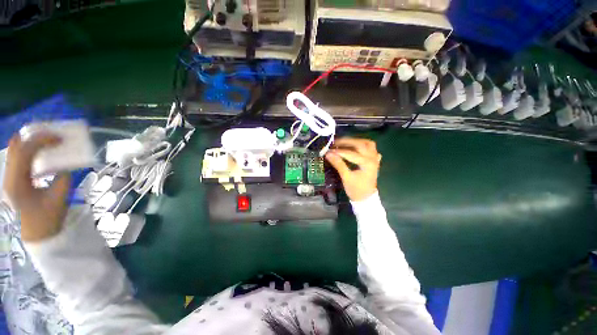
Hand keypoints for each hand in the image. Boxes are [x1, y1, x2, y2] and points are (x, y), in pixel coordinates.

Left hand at [3, 133, 70, 241]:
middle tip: (53, 135)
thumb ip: (63, 178)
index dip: (42, 140)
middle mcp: (9, 177)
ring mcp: (9, 178)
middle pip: (16, 147)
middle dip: (35, 137)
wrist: (37, 234)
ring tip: (48, 140)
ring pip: (15, 150)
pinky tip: (40, 151)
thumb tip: (65, 164)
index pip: (25, 152)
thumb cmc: (47, 219)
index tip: (60, 138)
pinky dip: (29, 150)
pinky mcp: (13, 179)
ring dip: (31, 142)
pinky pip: (18, 158)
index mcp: (17, 183)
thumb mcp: (59, 198)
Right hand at [325, 137, 380, 201]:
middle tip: (335, 143)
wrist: (366, 199)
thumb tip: (328, 154)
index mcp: (367, 163)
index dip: (339, 151)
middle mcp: (373, 158)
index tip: (328, 150)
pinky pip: (371, 149)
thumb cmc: (356, 190)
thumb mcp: (346, 177)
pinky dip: (364, 146)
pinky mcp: (374, 161)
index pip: (351, 153)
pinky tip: (356, 148)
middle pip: (360, 144)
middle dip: (347, 142)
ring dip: (357, 141)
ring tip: (345, 142)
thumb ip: (338, 164)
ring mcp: (375, 159)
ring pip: (368, 144)